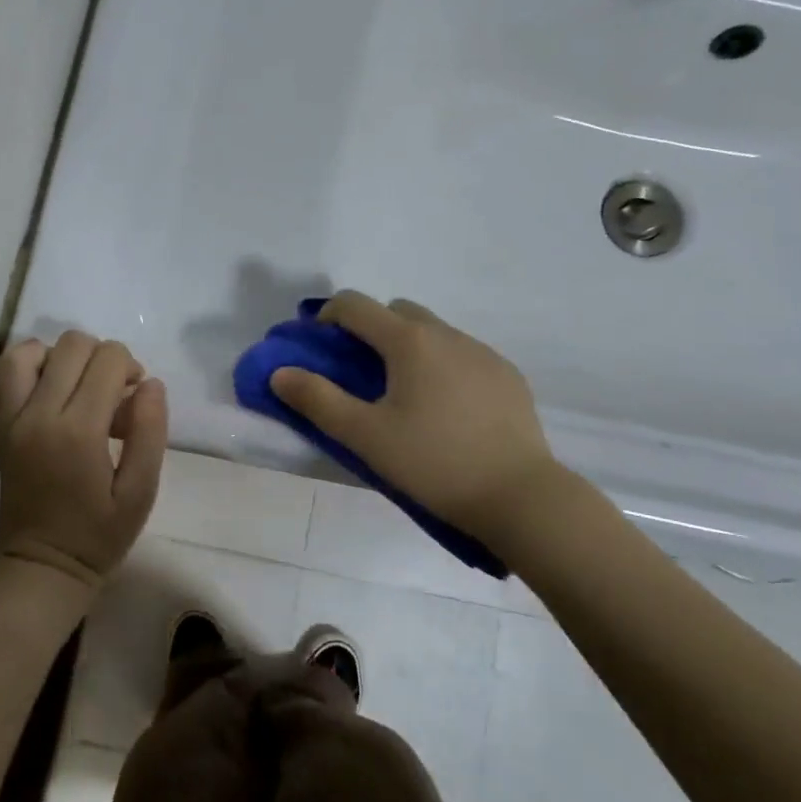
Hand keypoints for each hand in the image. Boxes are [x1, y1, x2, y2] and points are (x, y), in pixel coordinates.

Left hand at [0, 331, 168, 592]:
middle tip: (112, 395)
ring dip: (62, 358)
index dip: (130, 368)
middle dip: (102, 358)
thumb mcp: (141, 492)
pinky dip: (24, 366)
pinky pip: (0, 374)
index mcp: (79, 431)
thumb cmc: (99, 533)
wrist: (43, 565)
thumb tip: (150, 384)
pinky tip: (44, 385)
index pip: (108, 360)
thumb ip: (150, 433)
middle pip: (73, 345)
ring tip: (77, 388)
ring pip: (31, 350)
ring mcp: (11, 418)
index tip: (135, 397)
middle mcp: (39, 414)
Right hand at [269, 291, 558, 540]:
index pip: (355, 305)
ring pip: (433, 331)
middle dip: (370, 329)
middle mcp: (447, 334)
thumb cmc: (433, 463)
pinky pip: (463, 354)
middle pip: (397, 311)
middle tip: (358, 373)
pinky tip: (445, 410)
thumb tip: (280, 372)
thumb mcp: (365, 437)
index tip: (316, 346)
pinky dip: (442, 365)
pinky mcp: (507, 375)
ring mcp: (483, 352)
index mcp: (409, 341)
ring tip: (403, 395)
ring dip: (408, 347)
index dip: (327, 316)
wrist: (520, 496)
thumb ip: (317, 400)